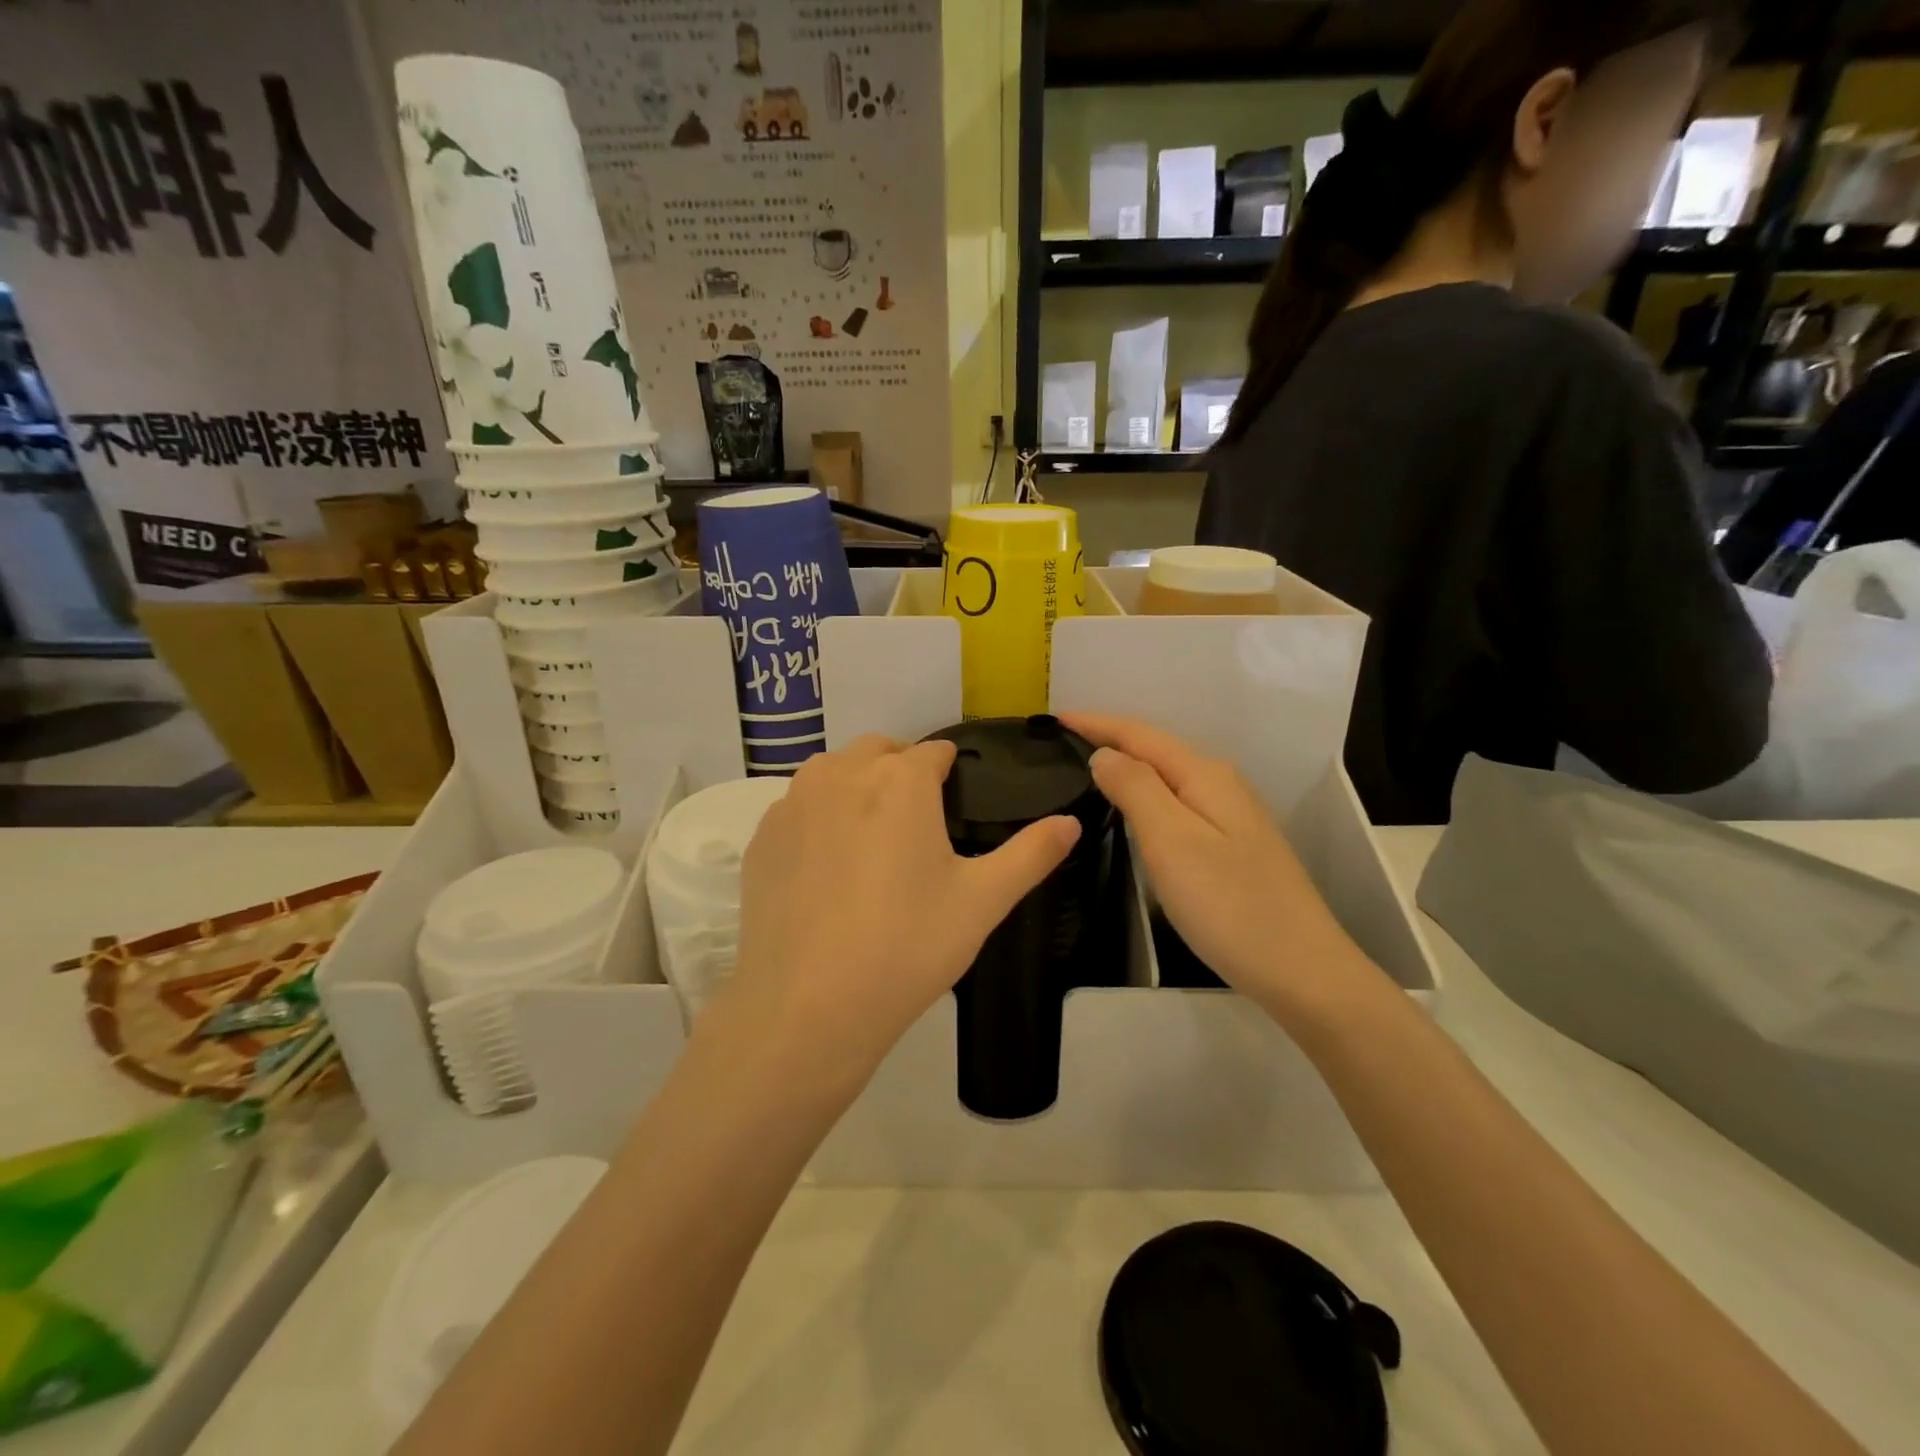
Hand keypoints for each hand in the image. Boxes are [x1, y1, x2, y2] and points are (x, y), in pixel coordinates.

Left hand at [722, 735, 1081, 1087]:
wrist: (807, 1007)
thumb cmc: (907, 946)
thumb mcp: (983, 901)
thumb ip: (1032, 854)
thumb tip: (1071, 821)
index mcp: (900, 780)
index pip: (933, 752)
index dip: (949, 772)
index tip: (955, 801)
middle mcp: (843, 774)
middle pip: (879, 751)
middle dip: (900, 771)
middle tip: (916, 826)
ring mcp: (793, 803)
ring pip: (833, 772)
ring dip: (856, 787)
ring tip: (871, 843)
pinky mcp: (762, 837)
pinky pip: (798, 808)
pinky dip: (818, 819)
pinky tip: (827, 870)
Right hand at [1061, 714, 1373, 1018]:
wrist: (1302, 970)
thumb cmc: (1229, 904)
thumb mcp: (1172, 840)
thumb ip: (1136, 788)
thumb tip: (1105, 755)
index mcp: (1204, 775)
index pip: (1140, 734)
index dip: (1096, 723)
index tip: (1054, 718)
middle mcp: (1221, 785)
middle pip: (1156, 750)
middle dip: (1110, 739)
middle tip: (1062, 743)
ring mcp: (1231, 816)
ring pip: (1168, 777)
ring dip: (1128, 766)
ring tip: (1086, 769)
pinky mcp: (1233, 846)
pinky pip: (1178, 803)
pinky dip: (1146, 796)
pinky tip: (1132, 810)